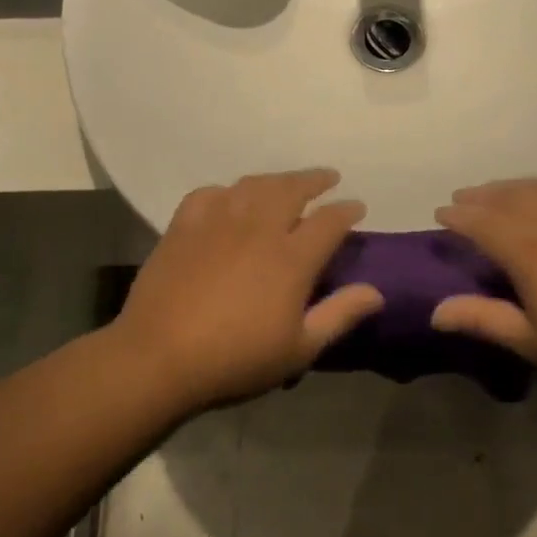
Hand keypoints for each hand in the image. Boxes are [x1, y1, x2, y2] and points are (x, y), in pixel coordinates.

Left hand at [111, 170, 383, 412]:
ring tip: (285, 184)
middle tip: (327, 178)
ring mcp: (218, 222)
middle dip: (315, 179)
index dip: (347, 209)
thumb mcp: (299, 349)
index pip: (329, 221)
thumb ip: (339, 315)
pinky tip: (229, 199)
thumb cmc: (236, 359)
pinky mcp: (183, 226)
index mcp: (291, 257)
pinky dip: (227, 191)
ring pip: (253, 185)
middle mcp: (258, 228)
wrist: (159, 358)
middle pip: (292, 189)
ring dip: (276, 179)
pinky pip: (210, 194)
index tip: (357, 207)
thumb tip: (376, 291)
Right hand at [431, 179, 536, 385]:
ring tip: (494, 191)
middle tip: (460, 197)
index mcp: (529, 251)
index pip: (482, 222)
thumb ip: (483, 319)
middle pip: (506, 198)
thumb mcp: (533, 340)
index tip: (440, 212)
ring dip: (509, 186)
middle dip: (479, 196)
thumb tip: (435, 311)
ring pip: (536, 187)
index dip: (458, 216)